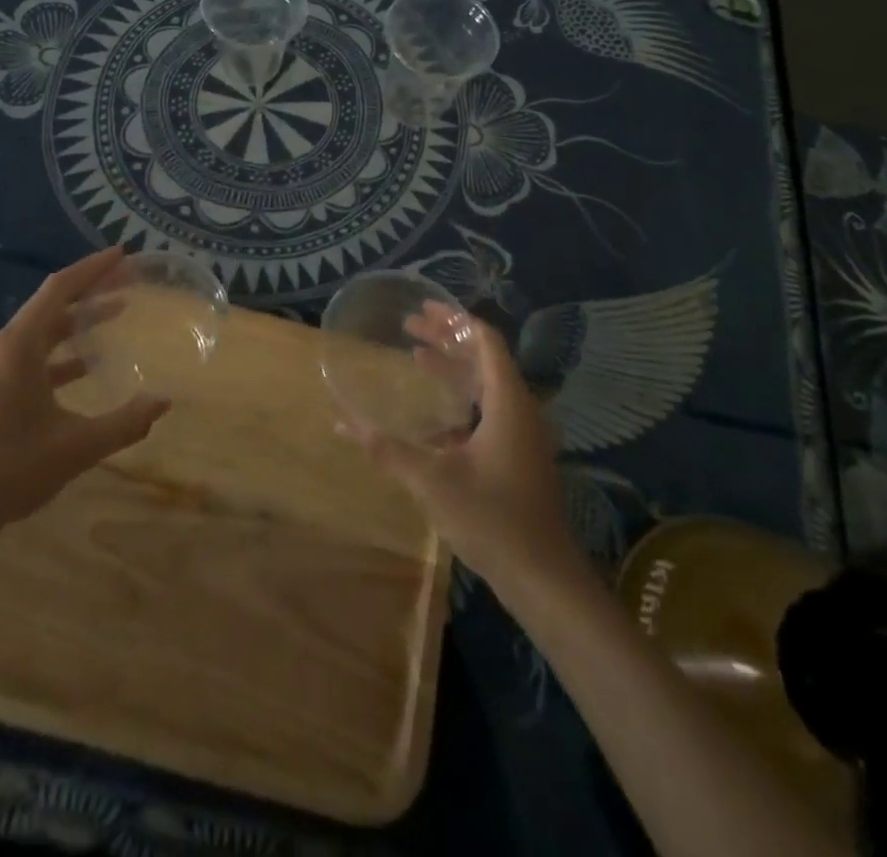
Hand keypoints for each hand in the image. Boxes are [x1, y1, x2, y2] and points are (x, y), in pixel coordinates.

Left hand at [0, 246, 170, 527]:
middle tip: (129, 280)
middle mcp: (6, 347)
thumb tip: (164, 402)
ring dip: (79, 319)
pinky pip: (35, 355)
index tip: (123, 254)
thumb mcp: (77, 446)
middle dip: (91, 289)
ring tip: (118, 312)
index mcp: (21, 346)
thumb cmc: (9, 467)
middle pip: (53, 303)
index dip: (93, 268)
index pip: (60, 288)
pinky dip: (64, 352)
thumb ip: (125, 423)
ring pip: (44, 330)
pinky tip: (88, 367)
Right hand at [339, 302, 582, 593]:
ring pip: (486, 385)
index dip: (456, 320)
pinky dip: (461, 398)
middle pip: (484, 358)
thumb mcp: (434, 481)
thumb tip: (344, 425)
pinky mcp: (519, 456)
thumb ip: (389, 450)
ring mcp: (522, 434)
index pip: (486, 341)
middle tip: (409, 326)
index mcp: (508, 402)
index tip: (424, 309)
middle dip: (447, 339)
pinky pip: (489, 410)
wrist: (543, 578)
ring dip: (453, 368)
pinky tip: (432, 412)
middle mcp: (520, 409)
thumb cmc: (492, 519)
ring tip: (415, 355)